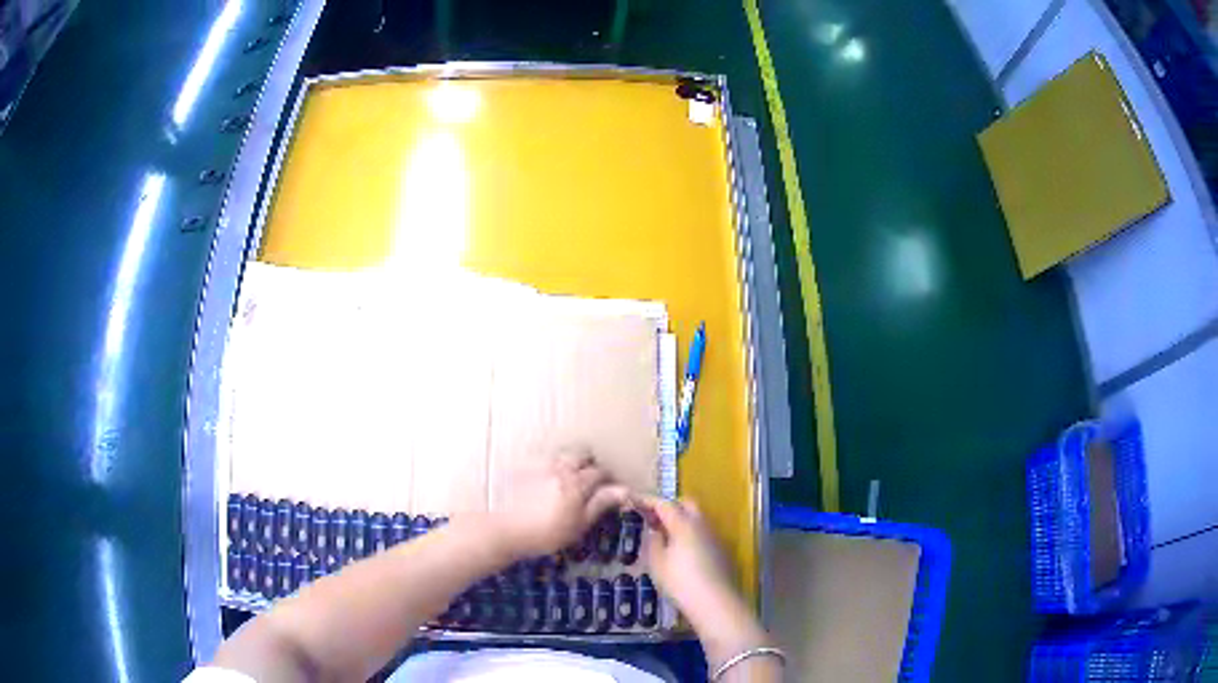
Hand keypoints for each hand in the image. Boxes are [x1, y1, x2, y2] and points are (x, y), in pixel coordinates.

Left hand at [490, 449, 627, 559]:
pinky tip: (547, 482)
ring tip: (570, 479)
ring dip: (571, 461)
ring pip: (563, 454)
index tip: (612, 489)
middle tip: (592, 480)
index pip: (601, 472)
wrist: (506, 529)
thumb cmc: (546, 533)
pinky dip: (552, 466)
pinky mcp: (524, 469)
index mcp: (577, 482)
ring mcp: (541, 466)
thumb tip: (625, 490)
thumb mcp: (579, 524)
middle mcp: (561, 467)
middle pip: (582, 454)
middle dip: (591, 463)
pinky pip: (544, 460)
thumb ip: (600, 504)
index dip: (610, 479)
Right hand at [633, 494, 771, 669]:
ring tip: (665, 535)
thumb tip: (654, 531)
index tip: (633, 500)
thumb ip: (653, 542)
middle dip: (669, 506)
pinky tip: (681, 550)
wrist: (715, 602)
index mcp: (684, 523)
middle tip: (653, 518)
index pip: (664, 503)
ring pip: (697, 518)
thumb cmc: (680, 582)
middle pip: (686, 504)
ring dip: (681, 520)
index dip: (647, 500)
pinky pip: (703, 533)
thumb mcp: (657, 563)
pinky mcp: (721, 550)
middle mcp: (702, 524)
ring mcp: (714, 536)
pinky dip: (690, 534)